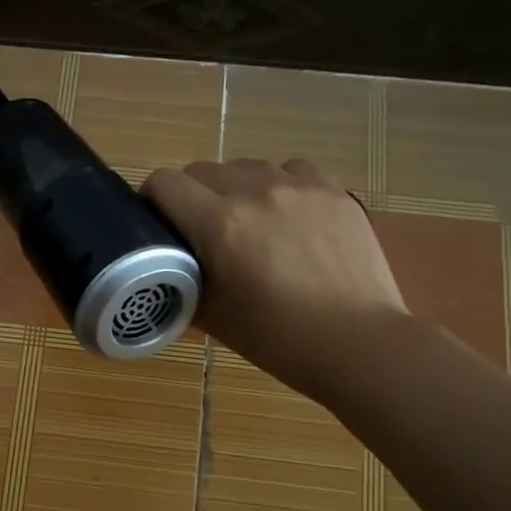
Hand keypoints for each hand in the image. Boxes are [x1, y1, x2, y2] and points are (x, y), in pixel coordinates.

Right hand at [144, 158, 406, 398]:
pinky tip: (289, 215)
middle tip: (202, 231)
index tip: (157, 221)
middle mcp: (255, 192)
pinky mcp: (333, 190)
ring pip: (246, 167)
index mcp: (220, 224)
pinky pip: (291, 169)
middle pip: (202, 170)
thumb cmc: (279, 340)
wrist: (358, 344)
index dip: (152, 200)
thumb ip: (183, 281)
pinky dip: (279, 185)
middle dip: (192, 196)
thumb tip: (170, 266)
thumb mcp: (214, 317)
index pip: (165, 183)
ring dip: (235, 188)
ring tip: (250, 223)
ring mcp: (299, 186)